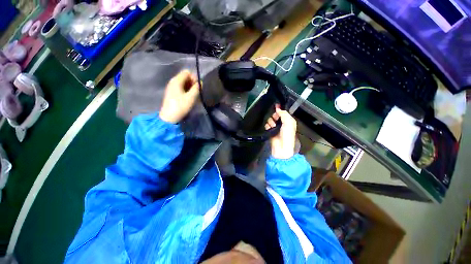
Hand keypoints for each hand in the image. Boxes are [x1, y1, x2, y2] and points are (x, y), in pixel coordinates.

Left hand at [159, 70, 199, 123]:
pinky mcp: (172, 93)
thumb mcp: (191, 97)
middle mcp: (173, 82)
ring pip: (183, 83)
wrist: (169, 117)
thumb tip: (200, 82)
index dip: (194, 78)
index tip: (198, 87)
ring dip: (190, 88)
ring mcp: (172, 88)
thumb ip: (197, 88)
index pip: (187, 72)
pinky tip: (189, 98)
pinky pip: (181, 88)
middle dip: (193, 83)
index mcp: (176, 80)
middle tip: (197, 92)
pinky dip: (186, 91)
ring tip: (194, 96)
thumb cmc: (181, 106)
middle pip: (185, 77)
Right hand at [265, 105, 296, 158]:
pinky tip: (269, 128)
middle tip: (275, 119)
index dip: (280, 109)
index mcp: (288, 121)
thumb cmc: (287, 135)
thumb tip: (278, 108)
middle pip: (275, 115)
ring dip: (271, 121)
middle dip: (275, 116)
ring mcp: (275, 127)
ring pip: (270, 120)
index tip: (276, 106)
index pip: (283, 112)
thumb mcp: (289, 122)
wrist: (281, 147)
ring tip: (273, 126)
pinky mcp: (270, 131)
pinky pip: (266, 125)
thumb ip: (284, 114)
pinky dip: (267, 126)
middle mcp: (282, 123)